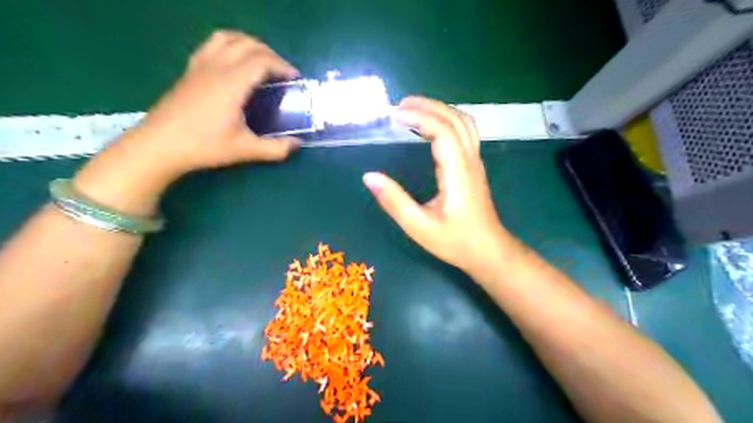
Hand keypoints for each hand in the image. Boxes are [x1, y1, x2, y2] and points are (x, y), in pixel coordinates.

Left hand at [72, 30, 299, 214]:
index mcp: (231, 83)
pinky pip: (212, 45)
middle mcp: (216, 67)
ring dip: (249, 44)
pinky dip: (230, 45)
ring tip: (261, 62)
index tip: (295, 80)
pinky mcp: (190, 71)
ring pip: (227, 38)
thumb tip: (297, 144)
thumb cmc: (203, 146)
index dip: (282, 66)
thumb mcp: (245, 150)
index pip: (261, 60)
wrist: (159, 145)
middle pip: (247, 44)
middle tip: (282, 73)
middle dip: (270, 54)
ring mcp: (200, 66)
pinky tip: (234, 63)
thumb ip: (275, 148)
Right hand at [363, 97, 517, 279]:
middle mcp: (470, 160)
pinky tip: (431, 126)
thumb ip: (394, 202)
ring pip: (464, 122)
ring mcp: (475, 162)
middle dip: (428, 106)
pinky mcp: (474, 166)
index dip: (419, 118)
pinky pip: (465, 131)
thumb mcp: (419, 227)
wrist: (487, 250)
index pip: (442, 131)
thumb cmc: (455, 241)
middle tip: (400, 106)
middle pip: (455, 119)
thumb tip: (369, 177)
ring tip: (413, 110)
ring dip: (440, 109)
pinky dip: (447, 120)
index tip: (394, 116)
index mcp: (457, 173)